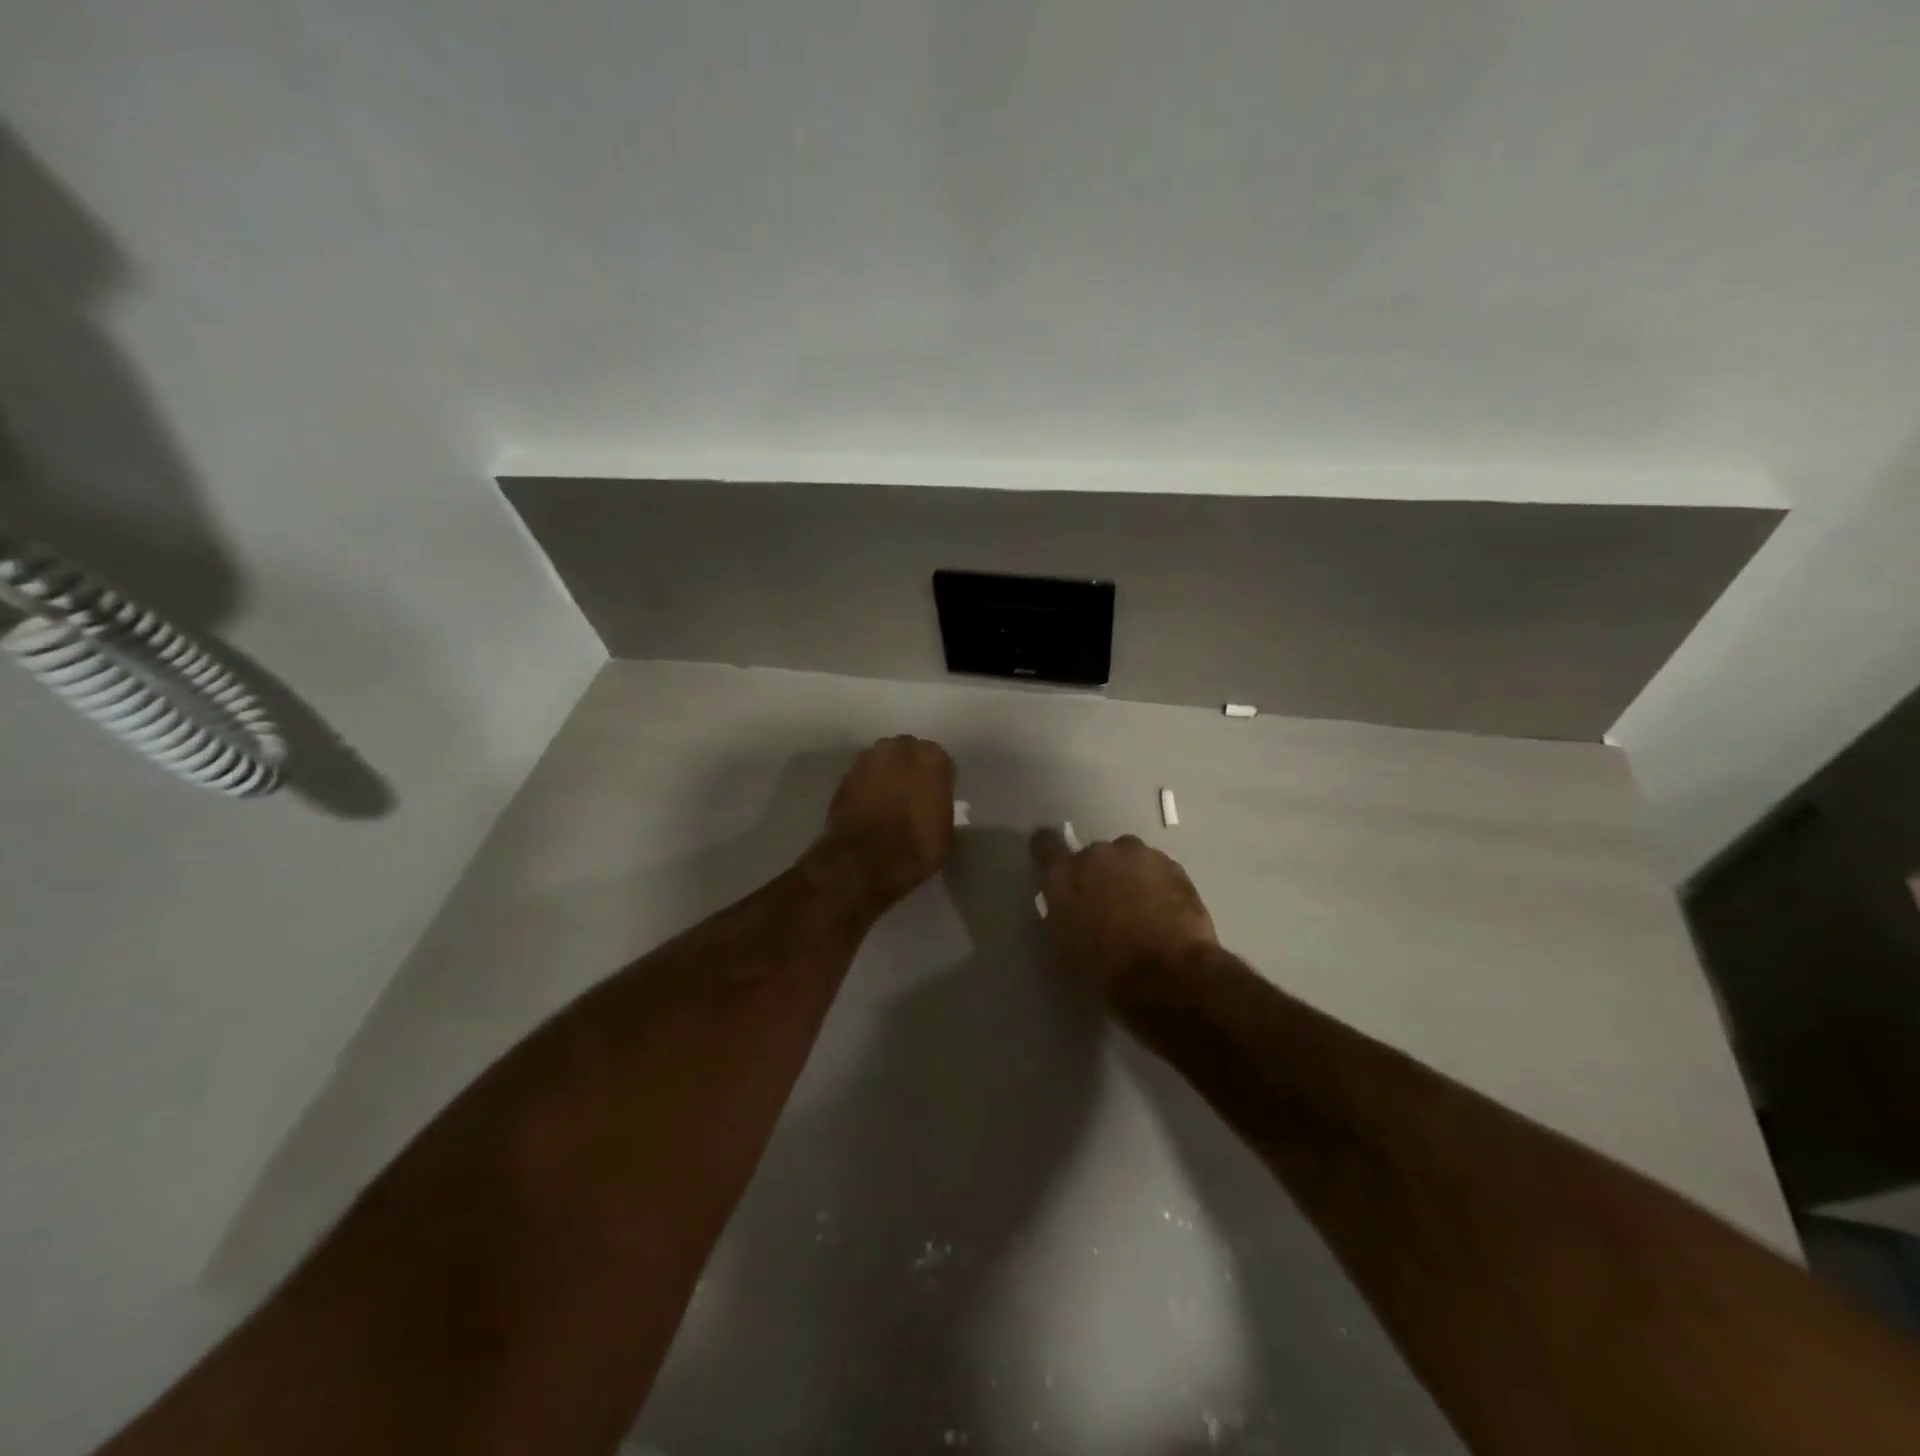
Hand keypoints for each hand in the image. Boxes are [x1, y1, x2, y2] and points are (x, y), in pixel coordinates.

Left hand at [815, 736, 956, 906]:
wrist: (866, 861)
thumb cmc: (917, 846)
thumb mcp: (945, 830)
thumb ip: (940, 805)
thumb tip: (932, 805)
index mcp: (931, 758)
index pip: (939, 761)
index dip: (937, 780)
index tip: (935, 797)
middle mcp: (898, 750)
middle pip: (907, 754)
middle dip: (909, 770)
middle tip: (910, 795)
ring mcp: (867, 761)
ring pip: (881, 763)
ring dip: (885, 776)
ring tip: (887, 802)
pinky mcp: (844, 779)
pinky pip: (862, 779)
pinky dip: (865, 790)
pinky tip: (868, 810)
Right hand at [1030, 830, 1217, 996]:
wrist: (1169, 973)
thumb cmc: (1107, 969)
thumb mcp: (1066, 947)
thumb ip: (1061, 915)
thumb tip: (1066, 907)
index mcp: (1064, 875)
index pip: (1045, 843)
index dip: (1049, 850)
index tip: (1055, 861)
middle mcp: (1097, 854)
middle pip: (1093, 854)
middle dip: (1098, 873)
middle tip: (1108, 903)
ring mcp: (1137, 854)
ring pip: (1127, 858)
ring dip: (1129, 875)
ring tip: (1142, 907)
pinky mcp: (1170, 864)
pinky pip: (1156, 868)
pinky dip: (1157, 883)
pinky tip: (1166, 911)